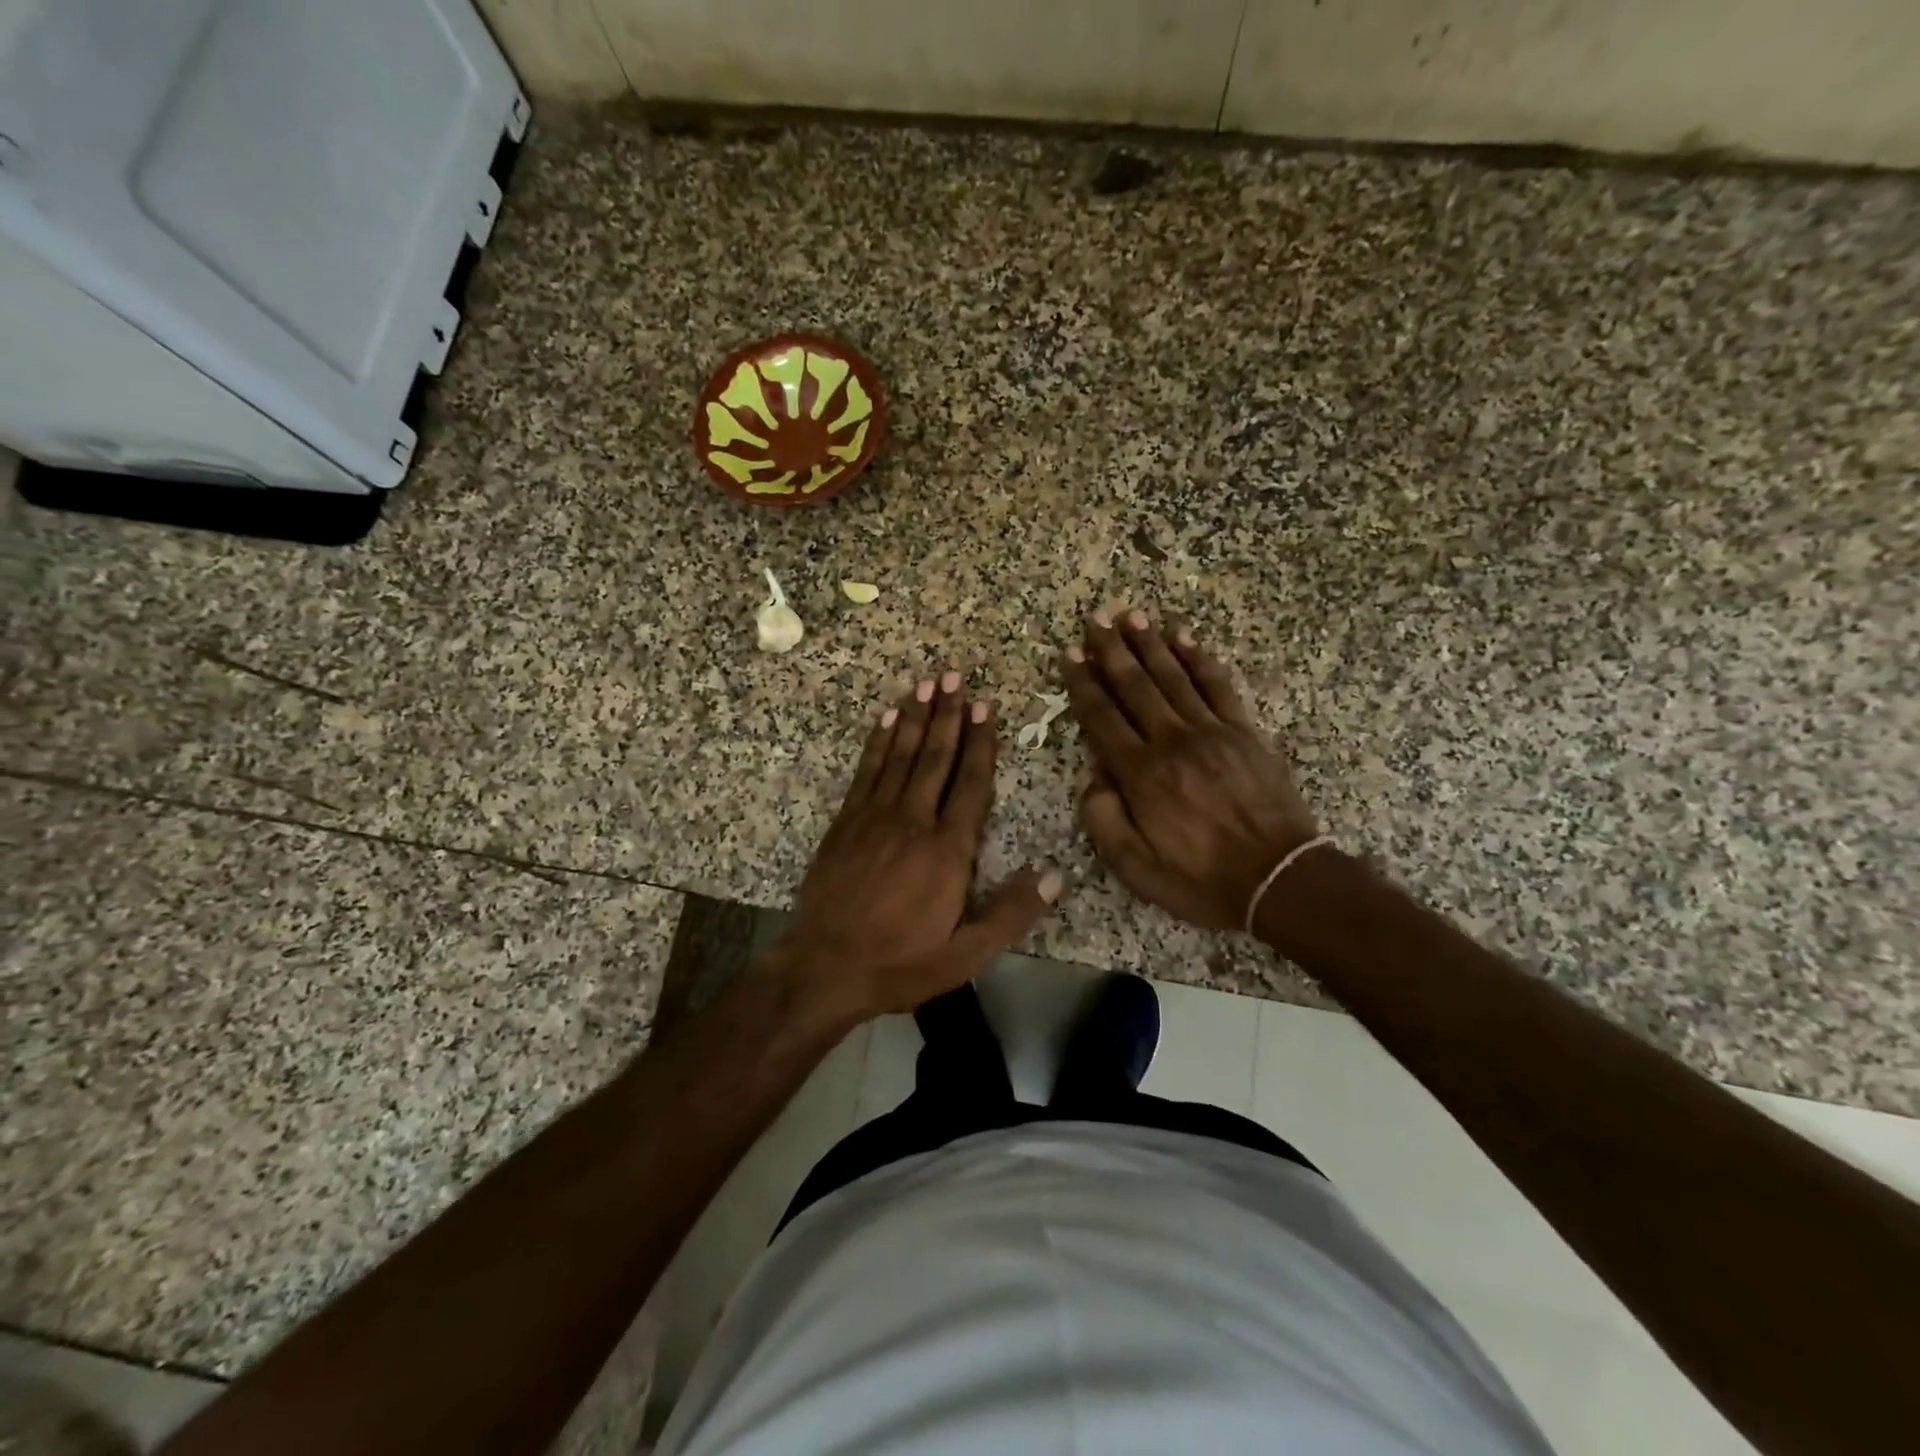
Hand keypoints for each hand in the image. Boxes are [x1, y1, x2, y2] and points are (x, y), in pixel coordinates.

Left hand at [779, 670, 1061, 1017]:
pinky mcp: (846, 822)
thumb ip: (1013, 912)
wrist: (825, 967)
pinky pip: (867, 771)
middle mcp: (914, 822)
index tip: (986, 707)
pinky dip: (878, 741)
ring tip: (928, 684)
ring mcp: (875, 817)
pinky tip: (887, 718)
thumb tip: (1057, 873)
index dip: (981, 744)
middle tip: (956, 675)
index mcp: (948, 851)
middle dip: (949, 716)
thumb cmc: (902, 962)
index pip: (971, 785)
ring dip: (917, 718)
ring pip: (902, 756)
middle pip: (936, 759)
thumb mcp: (967, 953)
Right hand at [1063, 608, 1320, 930]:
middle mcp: (1171, 742)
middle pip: (1135, 685)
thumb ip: (1104, 821)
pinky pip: (1217, 685)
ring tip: (1131, 615)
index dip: (1082, 683)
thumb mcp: (1136, 868)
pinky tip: (1184, 637)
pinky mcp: (1244, 731)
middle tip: (1096, 618)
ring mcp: (1212, 731)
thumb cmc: (1202, 878)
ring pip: (1173, 676)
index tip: (1069, 654)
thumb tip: (1093, 781)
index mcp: (1141, 774)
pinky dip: (1199, 658)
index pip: (1102, 717)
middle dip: (1112, 650)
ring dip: (1149, 644)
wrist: (1281, 879)